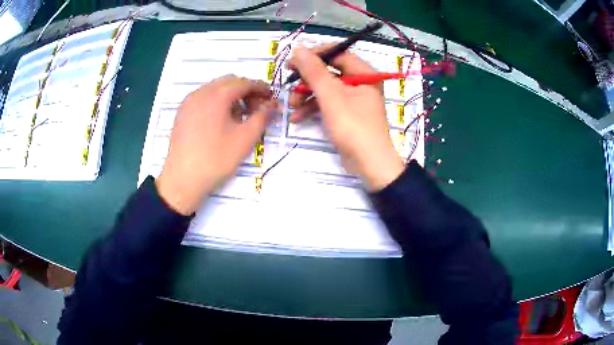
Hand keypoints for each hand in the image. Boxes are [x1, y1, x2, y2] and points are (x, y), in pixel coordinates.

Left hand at [155, 75, 275, 214]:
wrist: (183, 179)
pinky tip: (220, 121)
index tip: (271, 98)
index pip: (244, 82)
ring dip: (231, 96)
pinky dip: (216, 102)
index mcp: (217, 94)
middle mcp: (201, 92)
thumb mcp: (245, 138)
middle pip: (229, 82)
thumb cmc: (216, 158)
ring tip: (239, 117)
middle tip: (256, 109)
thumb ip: (263, 117)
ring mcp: (189, 102)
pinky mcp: (182, 112)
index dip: (260, 88)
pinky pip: (203, 98)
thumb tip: (273, 105)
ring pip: (215, 89)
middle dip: (245, 91)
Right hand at [289, 45, 403, 191]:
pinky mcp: (347, 114)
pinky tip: (297, 117)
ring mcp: (354, 99)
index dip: (315, 54)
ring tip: (291, 105)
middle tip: (288, 80)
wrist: (369, 165)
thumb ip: (314, 71)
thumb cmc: (353, 127)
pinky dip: (313, 109)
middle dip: (308, 79)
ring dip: (307, 96)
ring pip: (327, 89)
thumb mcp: (331, 96)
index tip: (294, 59)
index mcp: (365, 73)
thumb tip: (298, 48)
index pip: (338, 53)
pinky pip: (329, 104)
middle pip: (330, 71)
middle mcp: (361, 83)